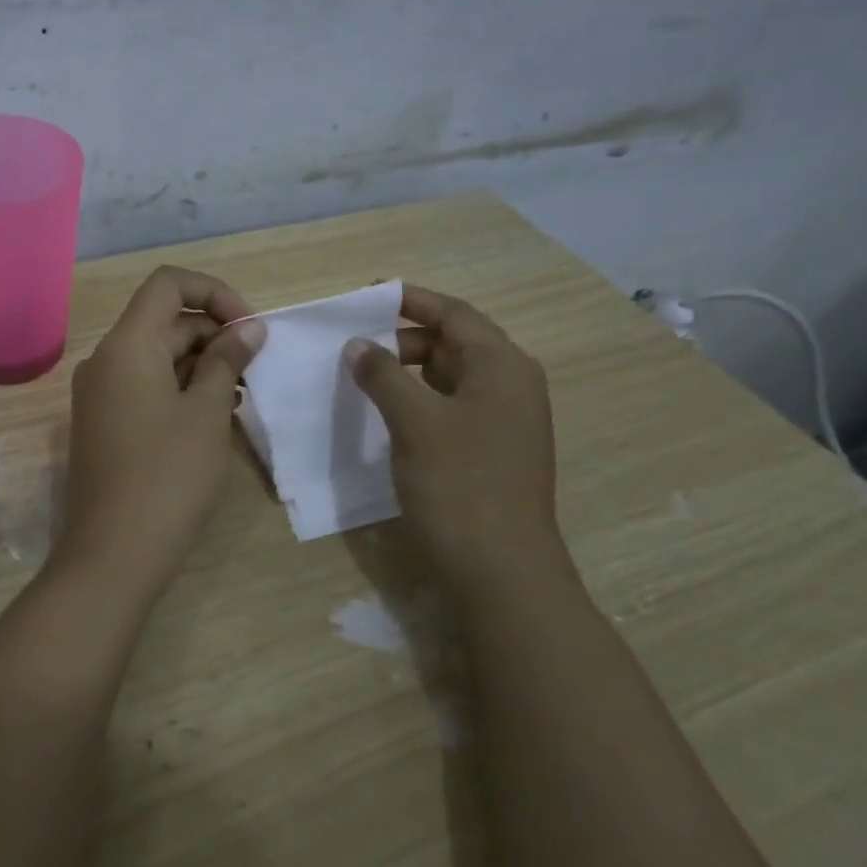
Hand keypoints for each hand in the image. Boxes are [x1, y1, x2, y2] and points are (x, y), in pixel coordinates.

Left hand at [54, 266, 266, 592]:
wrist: (113, 553)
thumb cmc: (168, 475)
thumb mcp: (208, 412)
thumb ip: (227, 360)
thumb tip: (248, 327)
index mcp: (127, 345)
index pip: (168, 284)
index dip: (214, 293)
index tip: (249, 327)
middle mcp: (105, 359)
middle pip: (164, 322)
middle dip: (213, 335)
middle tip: (255, 370)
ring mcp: (99, 393)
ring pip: (156, 357)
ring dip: (200, 365)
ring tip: (240, 398)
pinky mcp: (102, 423)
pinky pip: (144, 386)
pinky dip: (179, 389)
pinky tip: (212, 417)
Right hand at [345, 284, 561, 575]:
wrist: (500, 571)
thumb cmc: (460, 485)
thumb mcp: (415, 421)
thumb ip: (384, 375)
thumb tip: (359, 345)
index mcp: (502, 366)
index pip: (454, 314)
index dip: (410, 300)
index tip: (366, 295)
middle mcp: (510, 385)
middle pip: (454, 343)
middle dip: (404, 338)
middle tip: (356, 345)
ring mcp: (504, 421)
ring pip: (450, 377)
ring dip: (409, 371)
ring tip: (363, 377)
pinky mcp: (491, 450)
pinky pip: (451, 408)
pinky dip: (419, 401)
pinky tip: (386, 414)